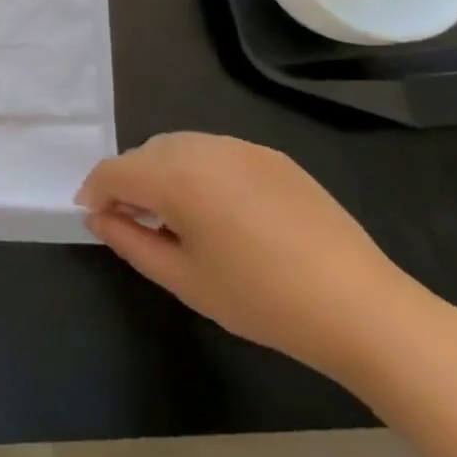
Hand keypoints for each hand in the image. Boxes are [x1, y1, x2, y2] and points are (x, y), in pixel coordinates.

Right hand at [76, 132, 425, 380]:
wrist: (363, 309)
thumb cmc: (262, 299)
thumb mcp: (183, 279)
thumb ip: (129, 242)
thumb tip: (99, 218)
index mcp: (175, 175)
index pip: (114, 171)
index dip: (95, 192)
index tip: (93, 218)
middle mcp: (203, 147)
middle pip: (144, 154)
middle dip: (129, 183)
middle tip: (134, 224)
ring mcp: (242, 148)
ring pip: (179, 148)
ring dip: (163, 174)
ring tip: (177, 218)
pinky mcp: (273, 158)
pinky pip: (216, 153)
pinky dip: (200, 172)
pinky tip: (220, 212)